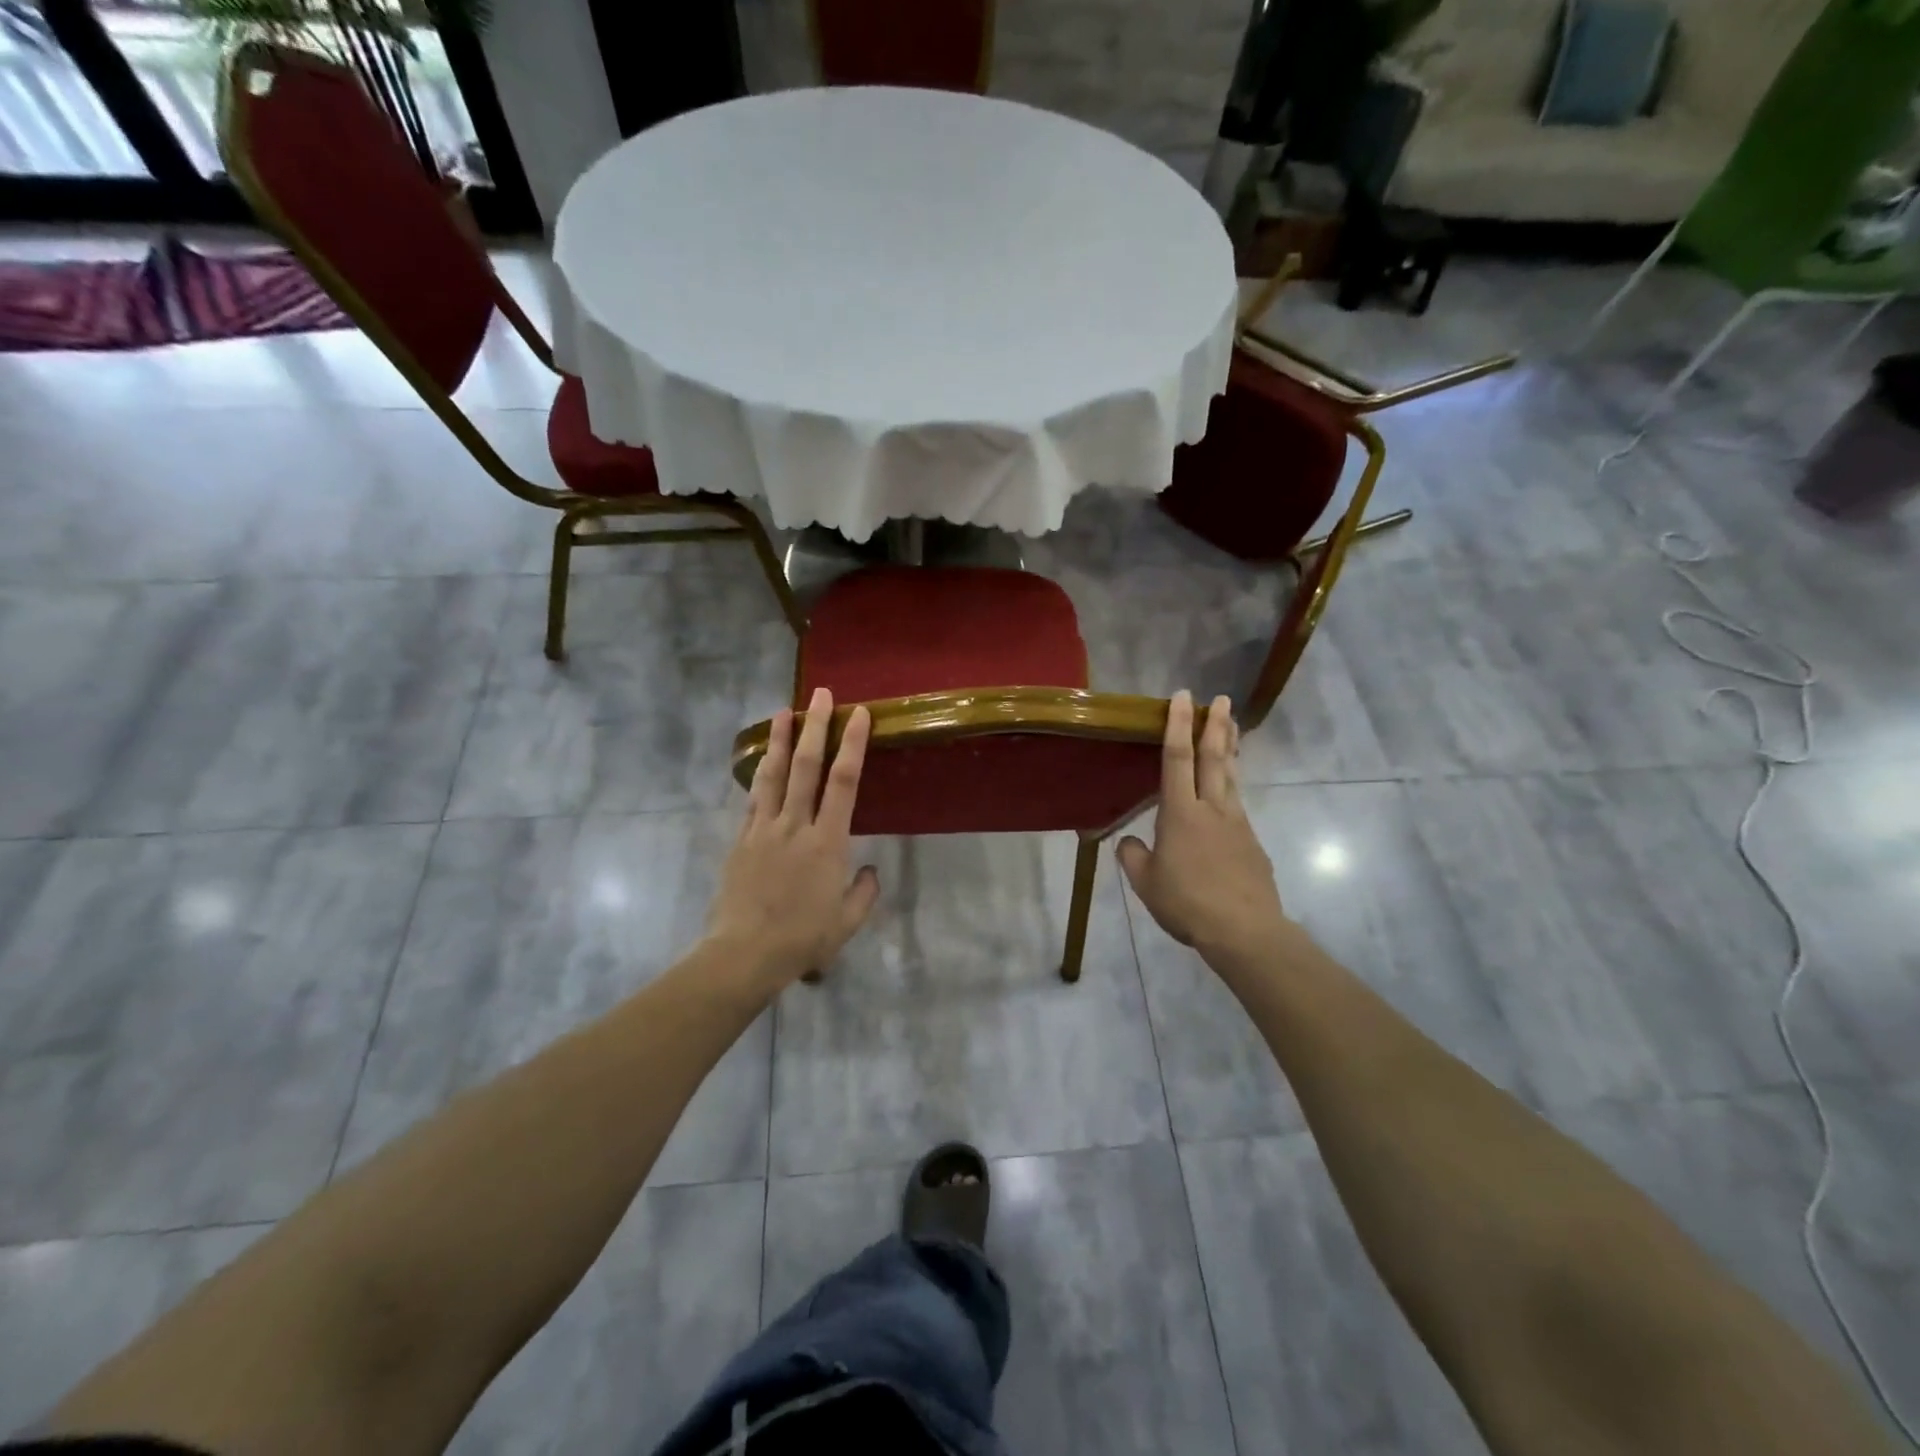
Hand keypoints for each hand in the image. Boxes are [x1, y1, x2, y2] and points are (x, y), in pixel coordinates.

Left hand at [706, 687, 881, 991]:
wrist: (743, 954)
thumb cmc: (802, 939)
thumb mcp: (847, 923)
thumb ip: (864, 893)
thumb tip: (870, 871)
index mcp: (828, 843)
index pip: (844, 782)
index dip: (853, 744)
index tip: (859, 714)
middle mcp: (795, 825)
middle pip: (807, 766)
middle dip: (816, 726)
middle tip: (821, 694)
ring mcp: (764, 829)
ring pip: (774, 774)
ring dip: (781, 739)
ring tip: (784, 710)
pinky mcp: (742, 840)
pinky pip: (754, 798)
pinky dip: (761, 773)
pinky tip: (764, 759)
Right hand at [1117, 691, 1290, 972]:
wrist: (1244, 930)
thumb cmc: (1187, 903)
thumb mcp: (1146, 883)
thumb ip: (1133, 857)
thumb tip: (1130, 842)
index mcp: (1180, 813)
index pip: (1177, 758)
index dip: (1178, 725)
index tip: (1183, 697)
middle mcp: (1212, 808)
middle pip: (1214, 757)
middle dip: (1215, 725)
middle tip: (1221, 698)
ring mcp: (1237, 824)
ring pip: (1232, 776)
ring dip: (1230, 748)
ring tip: (1232, 726)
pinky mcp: (1252, 842)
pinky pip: (1239, 805)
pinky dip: (1233, 786)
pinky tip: (1228, 794)